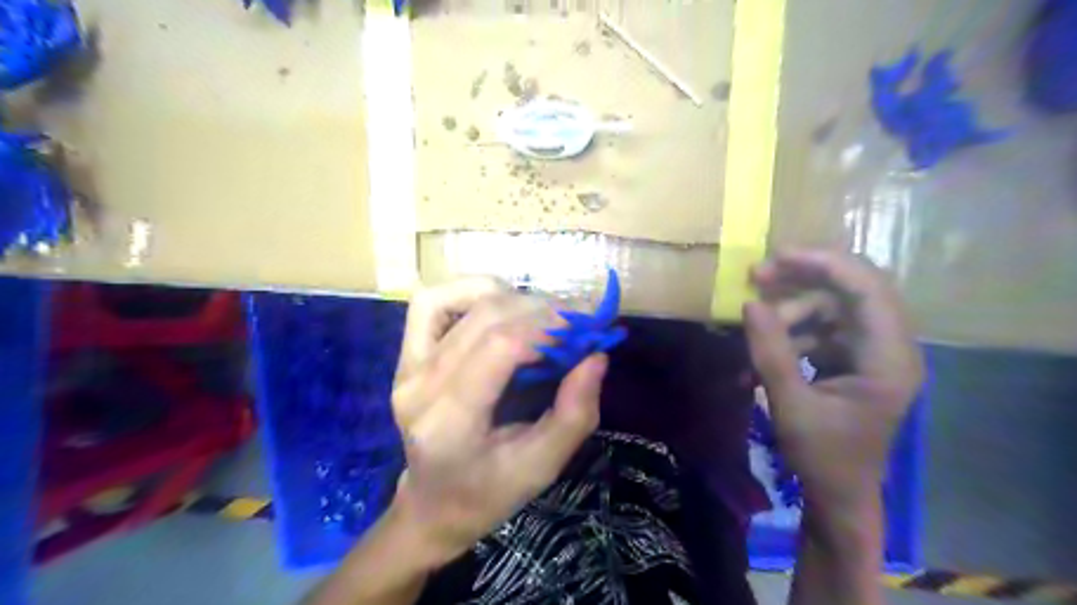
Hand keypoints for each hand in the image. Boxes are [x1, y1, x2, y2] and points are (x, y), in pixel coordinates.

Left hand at [389, 278, 609, 567]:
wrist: (434, 503)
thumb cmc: (489, 492)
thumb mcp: (542, 467)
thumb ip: (574, 413)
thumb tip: (596, 355)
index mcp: (449, 424)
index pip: (500, 346)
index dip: (548, 326)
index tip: (587, 327)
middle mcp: (419, 387)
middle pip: (485, 317)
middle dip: (540, 310)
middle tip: (577, 322)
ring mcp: (405, 367)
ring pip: (459, 299)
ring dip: (511, 297)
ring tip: (544, 316)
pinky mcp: (404, 355)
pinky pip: (433, 302)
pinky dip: (472, 291)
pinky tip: (502, 304)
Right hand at [747, 247, 921, 508]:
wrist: (839, 495)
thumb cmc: (823, 458)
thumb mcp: (791, 405)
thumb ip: (770, 352)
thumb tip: (749, 304)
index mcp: (889, 358)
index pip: (868, 289)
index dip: (825, 264)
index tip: (778, 256)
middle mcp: (888, 346)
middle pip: (850, 290)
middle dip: (801, 280)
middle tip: (755, 277)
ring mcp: (870, 352)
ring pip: (829, 307)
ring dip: (788, 313)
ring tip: (752, 335)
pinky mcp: (851, 359)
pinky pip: (820, 328)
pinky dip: (789, 334)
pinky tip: (760, 356)